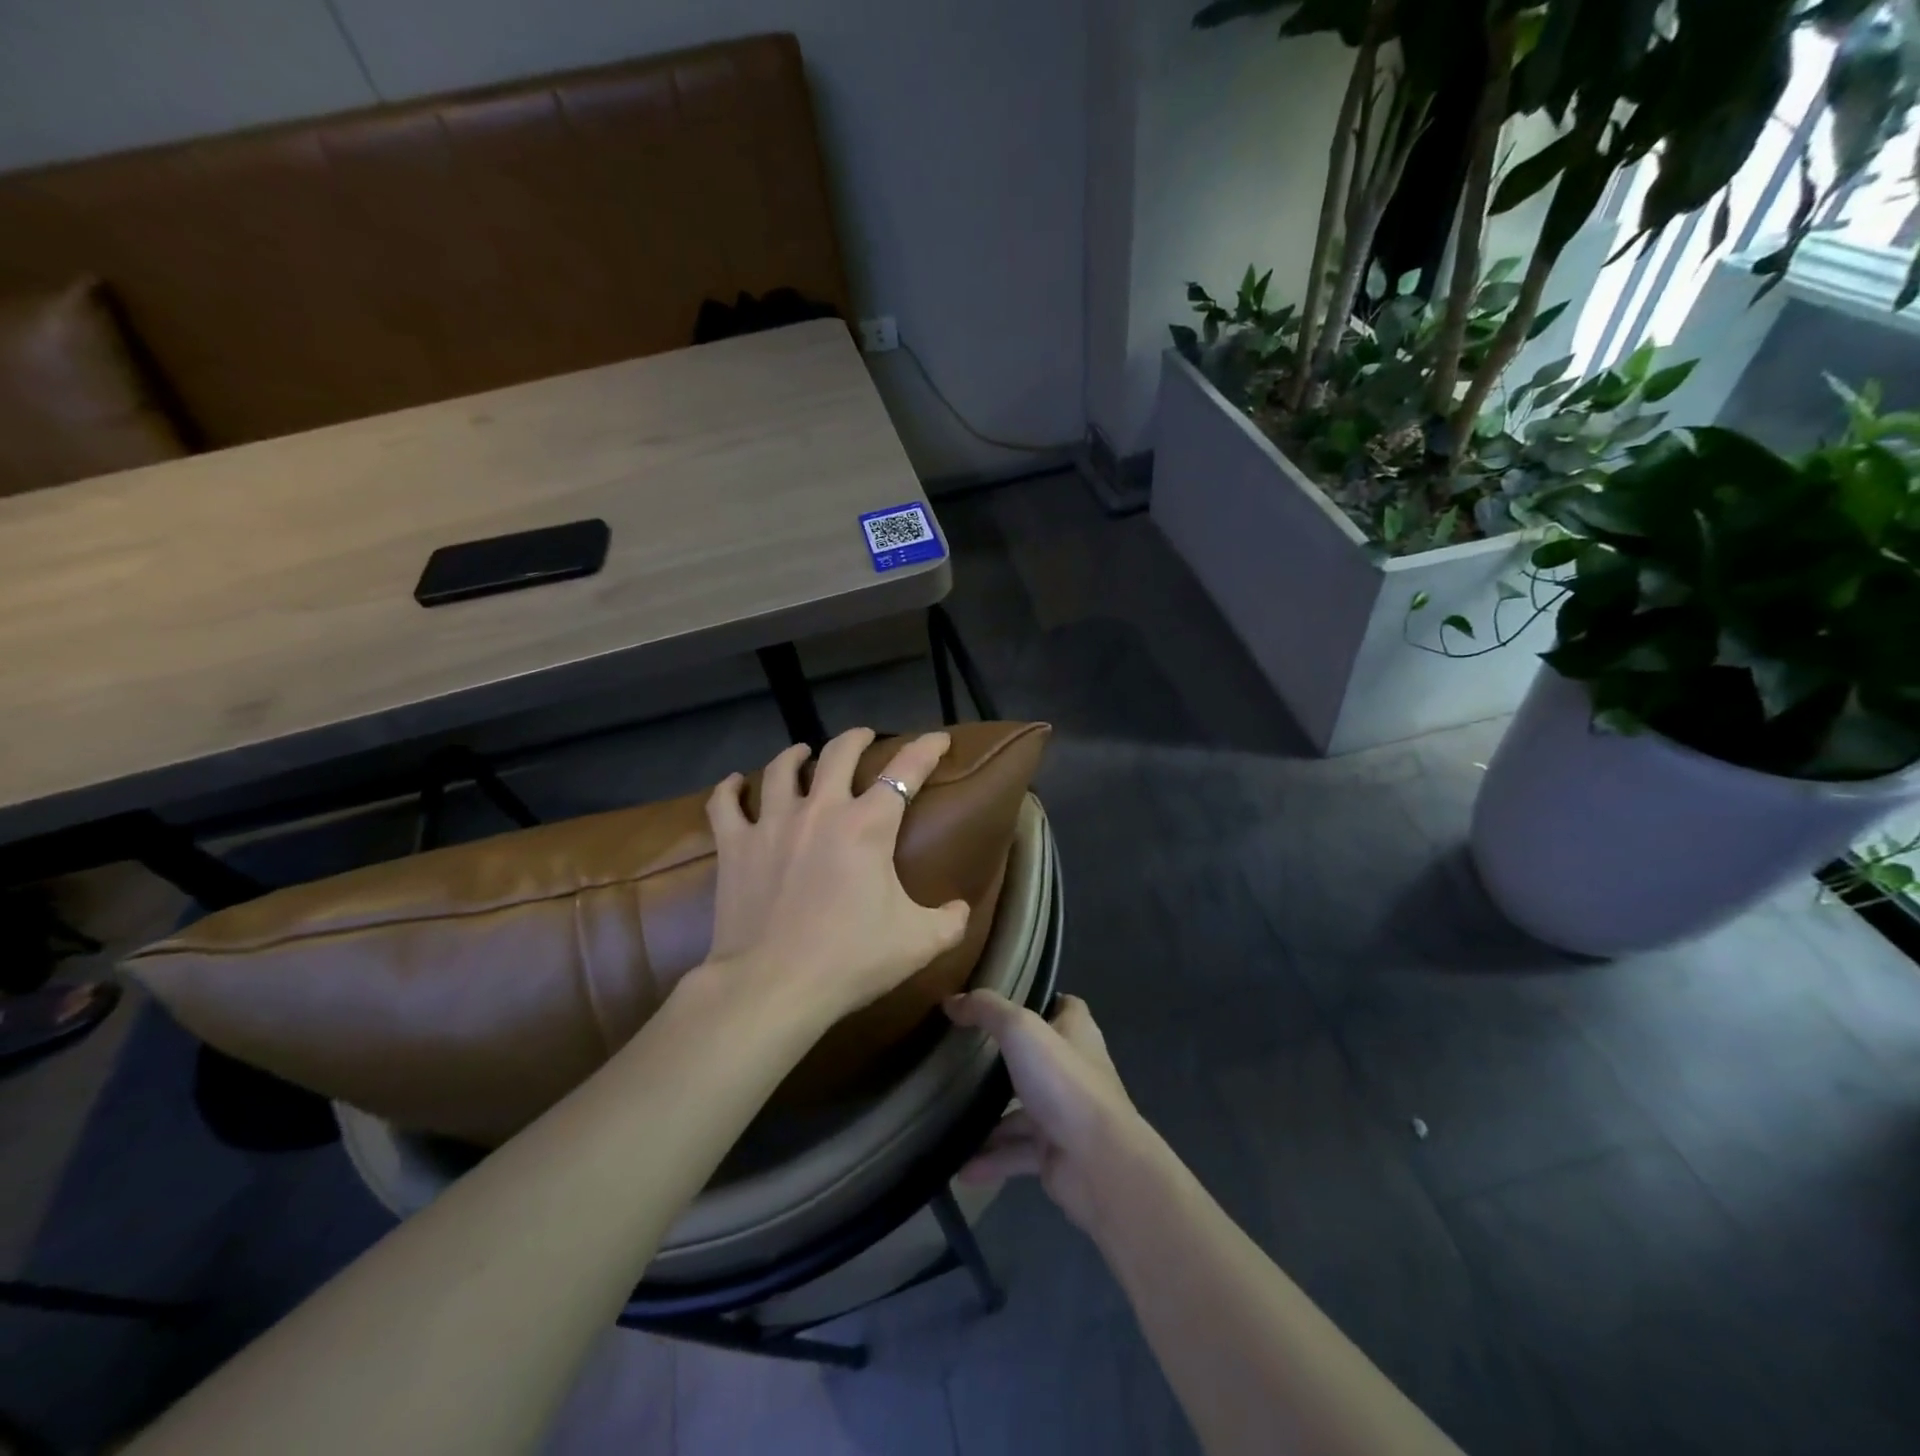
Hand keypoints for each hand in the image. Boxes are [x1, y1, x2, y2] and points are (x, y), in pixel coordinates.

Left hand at [704, 727, 970, 1020]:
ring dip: (796, 755)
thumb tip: (961, 909)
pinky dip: (730, 788)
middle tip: (865, 737)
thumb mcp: (918, 943)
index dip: (926, 749)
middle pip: (838, 753)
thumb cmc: (850, 959)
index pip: (905, 771)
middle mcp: (821, 810)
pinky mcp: (735, 846)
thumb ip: (950, 921)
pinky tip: (735, 782)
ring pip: (782, 769)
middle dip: (856, 738)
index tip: (938, 738)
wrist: (772, 986)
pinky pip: (725, 804)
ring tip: (803, 753)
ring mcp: (772, 824)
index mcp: (868, 826)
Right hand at [944, 992, 1149, 1233]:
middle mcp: (1074, 1070)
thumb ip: (986, 1011)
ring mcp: (1065, 1113)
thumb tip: (951, 1001)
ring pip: (1022, 1110)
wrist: (1099, 1163)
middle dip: (1005, 1059)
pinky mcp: (1056, 1153)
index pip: (1064, 1006)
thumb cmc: (1063, 1082)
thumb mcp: (1020, 1030)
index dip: (1039, 1000)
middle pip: (1037, 1057)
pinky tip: (961, 1168)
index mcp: (1076, 1033)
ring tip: (950, 1116)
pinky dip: (991, 1160)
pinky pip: (1017, 1153)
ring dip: (990, 1118)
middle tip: (964, 1056)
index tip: (1003, 1002)